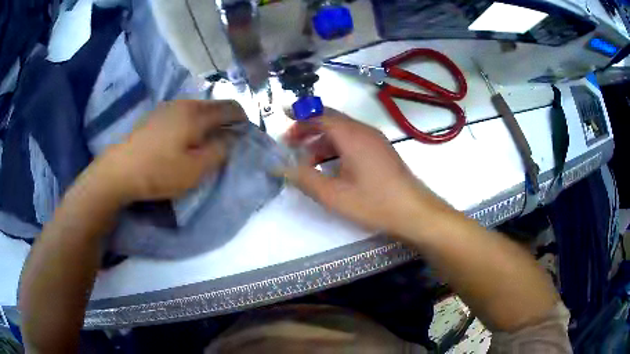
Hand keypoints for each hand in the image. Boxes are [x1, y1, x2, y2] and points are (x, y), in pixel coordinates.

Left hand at [87, 100, 246, 203]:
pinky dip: (191, 122)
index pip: (230, 108)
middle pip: (213, 105)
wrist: (119, 170)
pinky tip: (183, 138)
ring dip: (207, 121)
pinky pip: (182, 113)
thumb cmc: (159, 171)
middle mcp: (184, 104)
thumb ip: (218, 152)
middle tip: (226, 141)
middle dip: (225, 120)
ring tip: (205, 140)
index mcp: (197, 114)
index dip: (242, 118)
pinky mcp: (155, 115)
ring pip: (196, 109)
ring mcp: (167, 107)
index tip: (246, 133)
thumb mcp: (195, 170)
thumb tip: (230, 139)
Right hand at [283, 109, 452, 236]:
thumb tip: (281, 167)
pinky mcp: (380, 150)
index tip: (283, 116)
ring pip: (342, 131)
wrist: (413, 211)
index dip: (300, 115)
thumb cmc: (374, 202)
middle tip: (290, 143)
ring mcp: (374, 140)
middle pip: (331, 120)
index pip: (320, 115)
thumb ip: (305, 179)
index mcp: (351, 135)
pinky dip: (336, 147)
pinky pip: (353, 140)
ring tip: (306, 158)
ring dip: (321, 140)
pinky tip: (329, 165)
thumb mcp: (334, 195)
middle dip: (308, 128)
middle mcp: (363, 131)